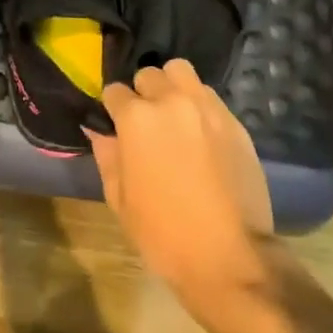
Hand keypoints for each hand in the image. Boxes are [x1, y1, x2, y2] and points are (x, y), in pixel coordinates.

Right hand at [88, 59, 274, 300]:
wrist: (230, 258)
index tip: (115, 125)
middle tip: (146, 122)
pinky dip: (199, 105)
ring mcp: (207, 108)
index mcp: (137, 118)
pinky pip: (209, 97)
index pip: (114, 92)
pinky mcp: (235, 122)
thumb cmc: (164, 234)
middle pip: (149, 75)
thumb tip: (98, 130)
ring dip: (172, 88)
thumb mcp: (120, 199)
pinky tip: (200, 134)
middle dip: (143, 93)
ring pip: (182, 73)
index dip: (112, 109)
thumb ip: (107, 155)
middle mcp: (172, 101)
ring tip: (174, 117)